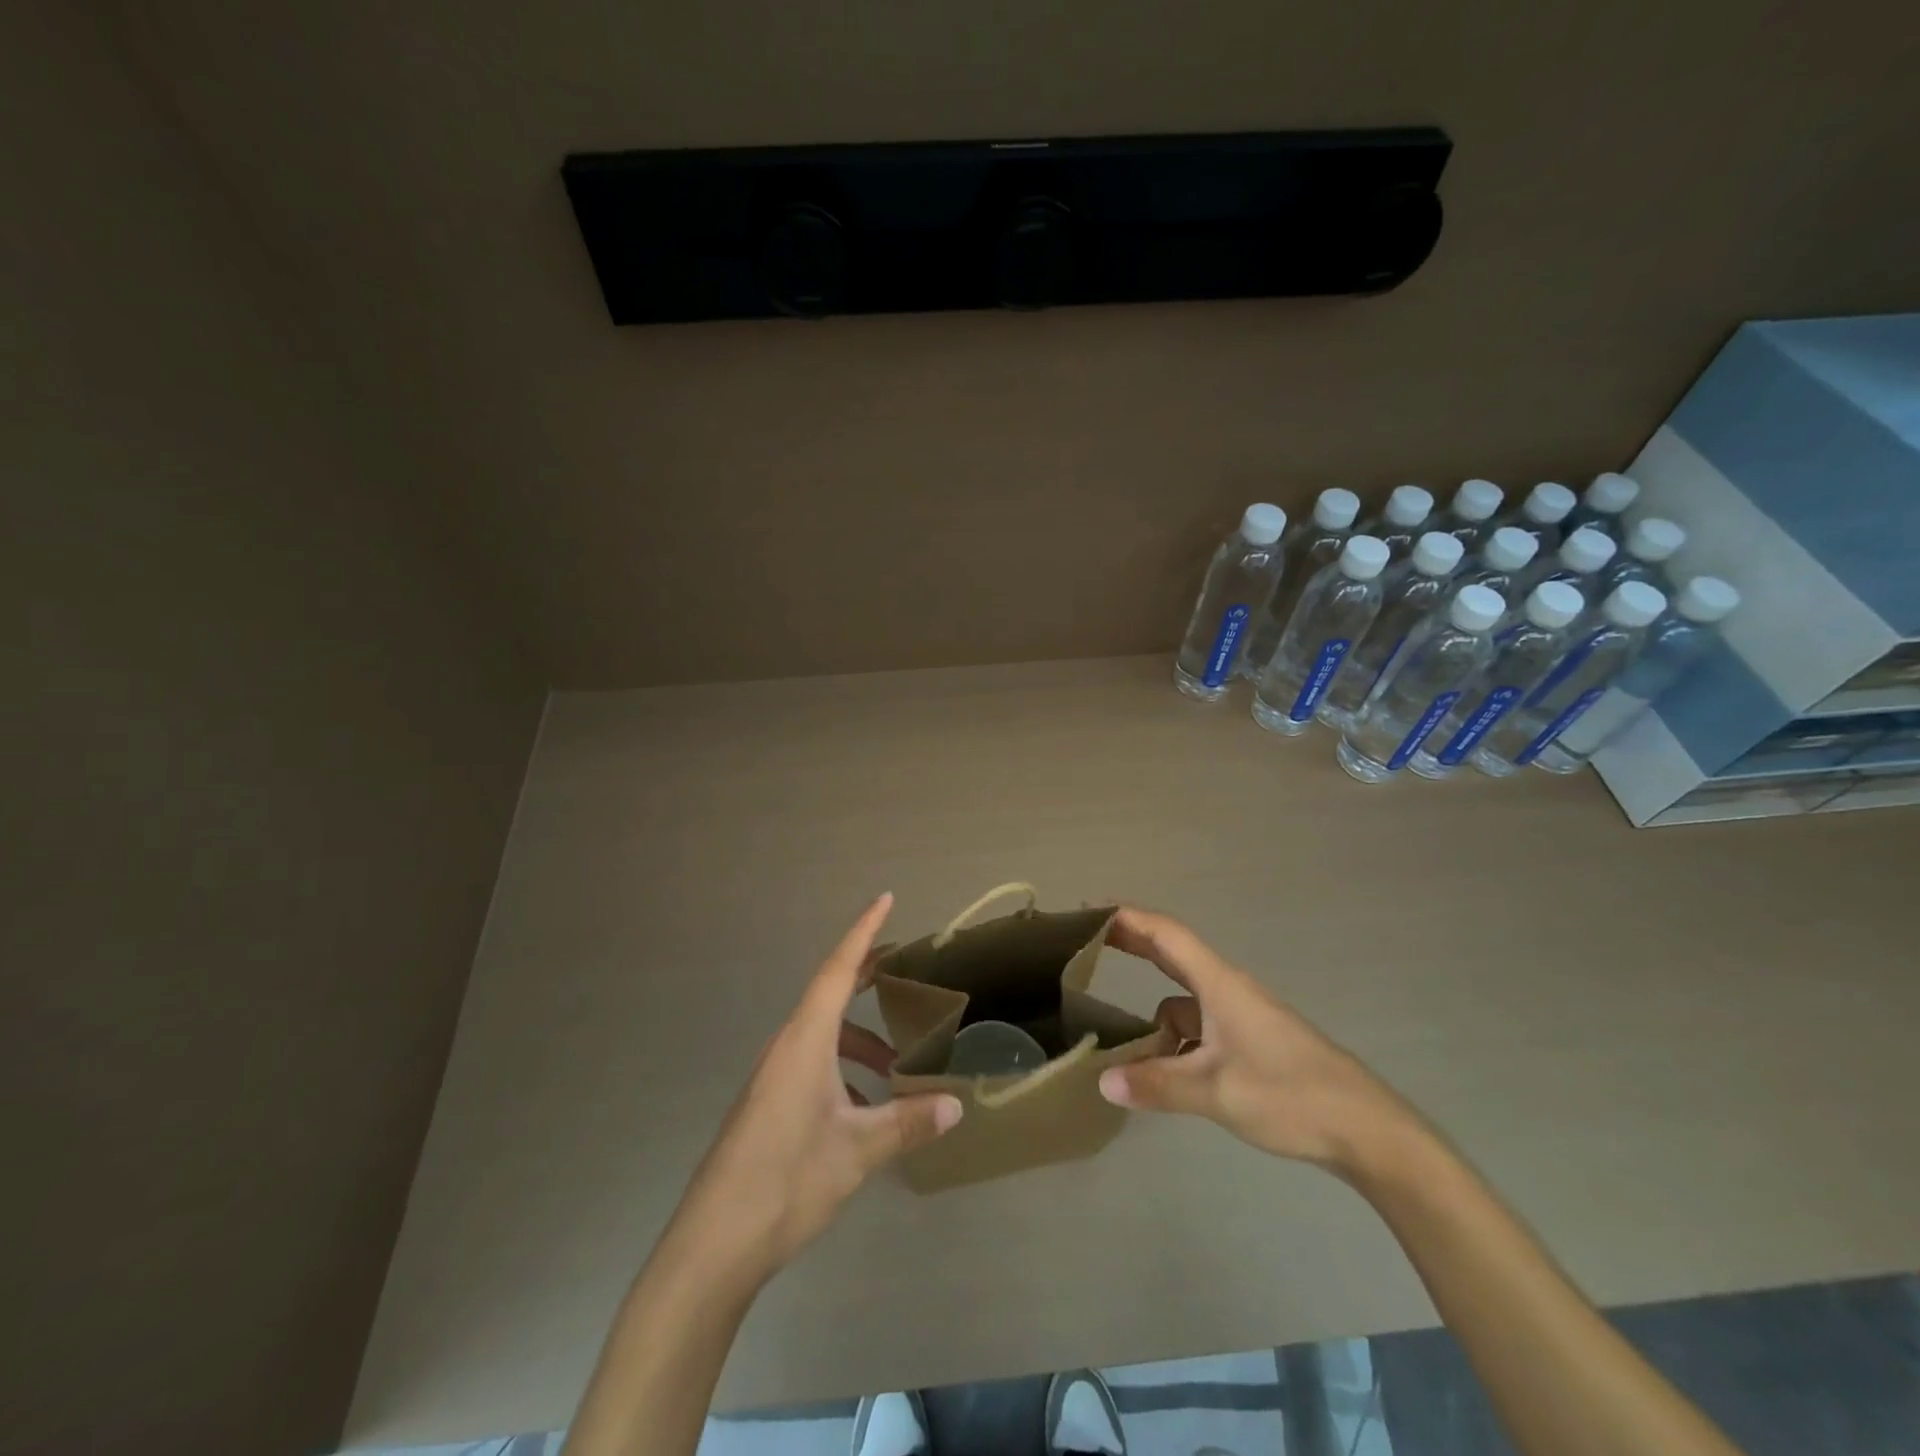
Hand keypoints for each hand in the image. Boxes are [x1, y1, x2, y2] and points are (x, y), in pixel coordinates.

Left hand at [665, 893, 962, 1285]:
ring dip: (860, 1039)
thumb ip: (908, 1123)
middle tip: (901, 962)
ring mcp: (773, 1078)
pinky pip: (813, 1066)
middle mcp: (786, 1048)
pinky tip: (867, 1111)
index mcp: (805, 1041)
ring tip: (897, 1063)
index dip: (864, 932)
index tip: (886, 899)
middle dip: (866, 975)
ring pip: (824, 1037)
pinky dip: (844, 1071)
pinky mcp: (768, 1106)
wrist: (711, 1246)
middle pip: (829, 995)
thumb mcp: (857, 1150)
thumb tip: (956, 1105)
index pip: (839, 970)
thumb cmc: (786, 1181)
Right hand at [1096, 906, 1418, 1176]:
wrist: (1365, 1129)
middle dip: (1131, 945)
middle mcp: (1227, 990)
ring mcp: (1240, 1017)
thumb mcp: (1215, 1092)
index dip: (1127, 917)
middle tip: (1087, 945)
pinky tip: (1164, 1076)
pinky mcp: (1251, 1042)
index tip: (1089, 909)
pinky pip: (1199, 1029)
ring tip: (1118, 1044)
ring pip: (1183, 1003)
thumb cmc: (1290, 1095)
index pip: (1165, 933)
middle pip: (1171, 954)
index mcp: (1219, 984)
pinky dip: (1176, 1042)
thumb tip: (1103, 1082)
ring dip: (1153, 1017)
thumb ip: (1157, 1085)